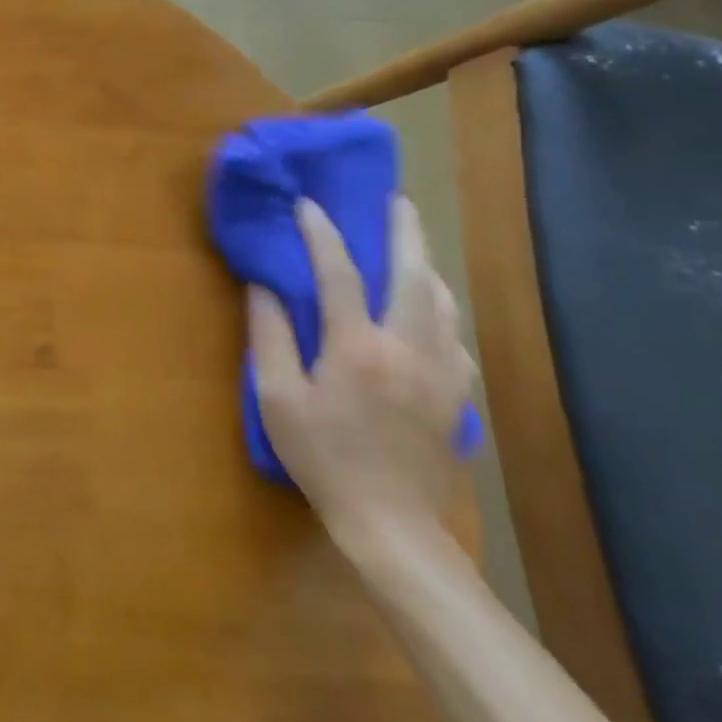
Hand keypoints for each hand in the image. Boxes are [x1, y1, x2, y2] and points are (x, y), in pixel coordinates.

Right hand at [248, 196, 476, 546]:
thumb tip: (264, 286)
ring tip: (411, 246)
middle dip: (404, 231)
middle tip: (395, 200)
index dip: (321, 234)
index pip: (339, 274)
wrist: (390, 521)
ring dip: (426, 266)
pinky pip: (455, 334)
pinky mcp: (458, 393)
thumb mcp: (276, 397)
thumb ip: (269, 336)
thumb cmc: (320, 456)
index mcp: (356, 347)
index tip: (307, 205)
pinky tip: (427, 309)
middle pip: (414, 275)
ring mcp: (442, 371)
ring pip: (443, 302)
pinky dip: (439, 307)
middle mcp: (408, 349)